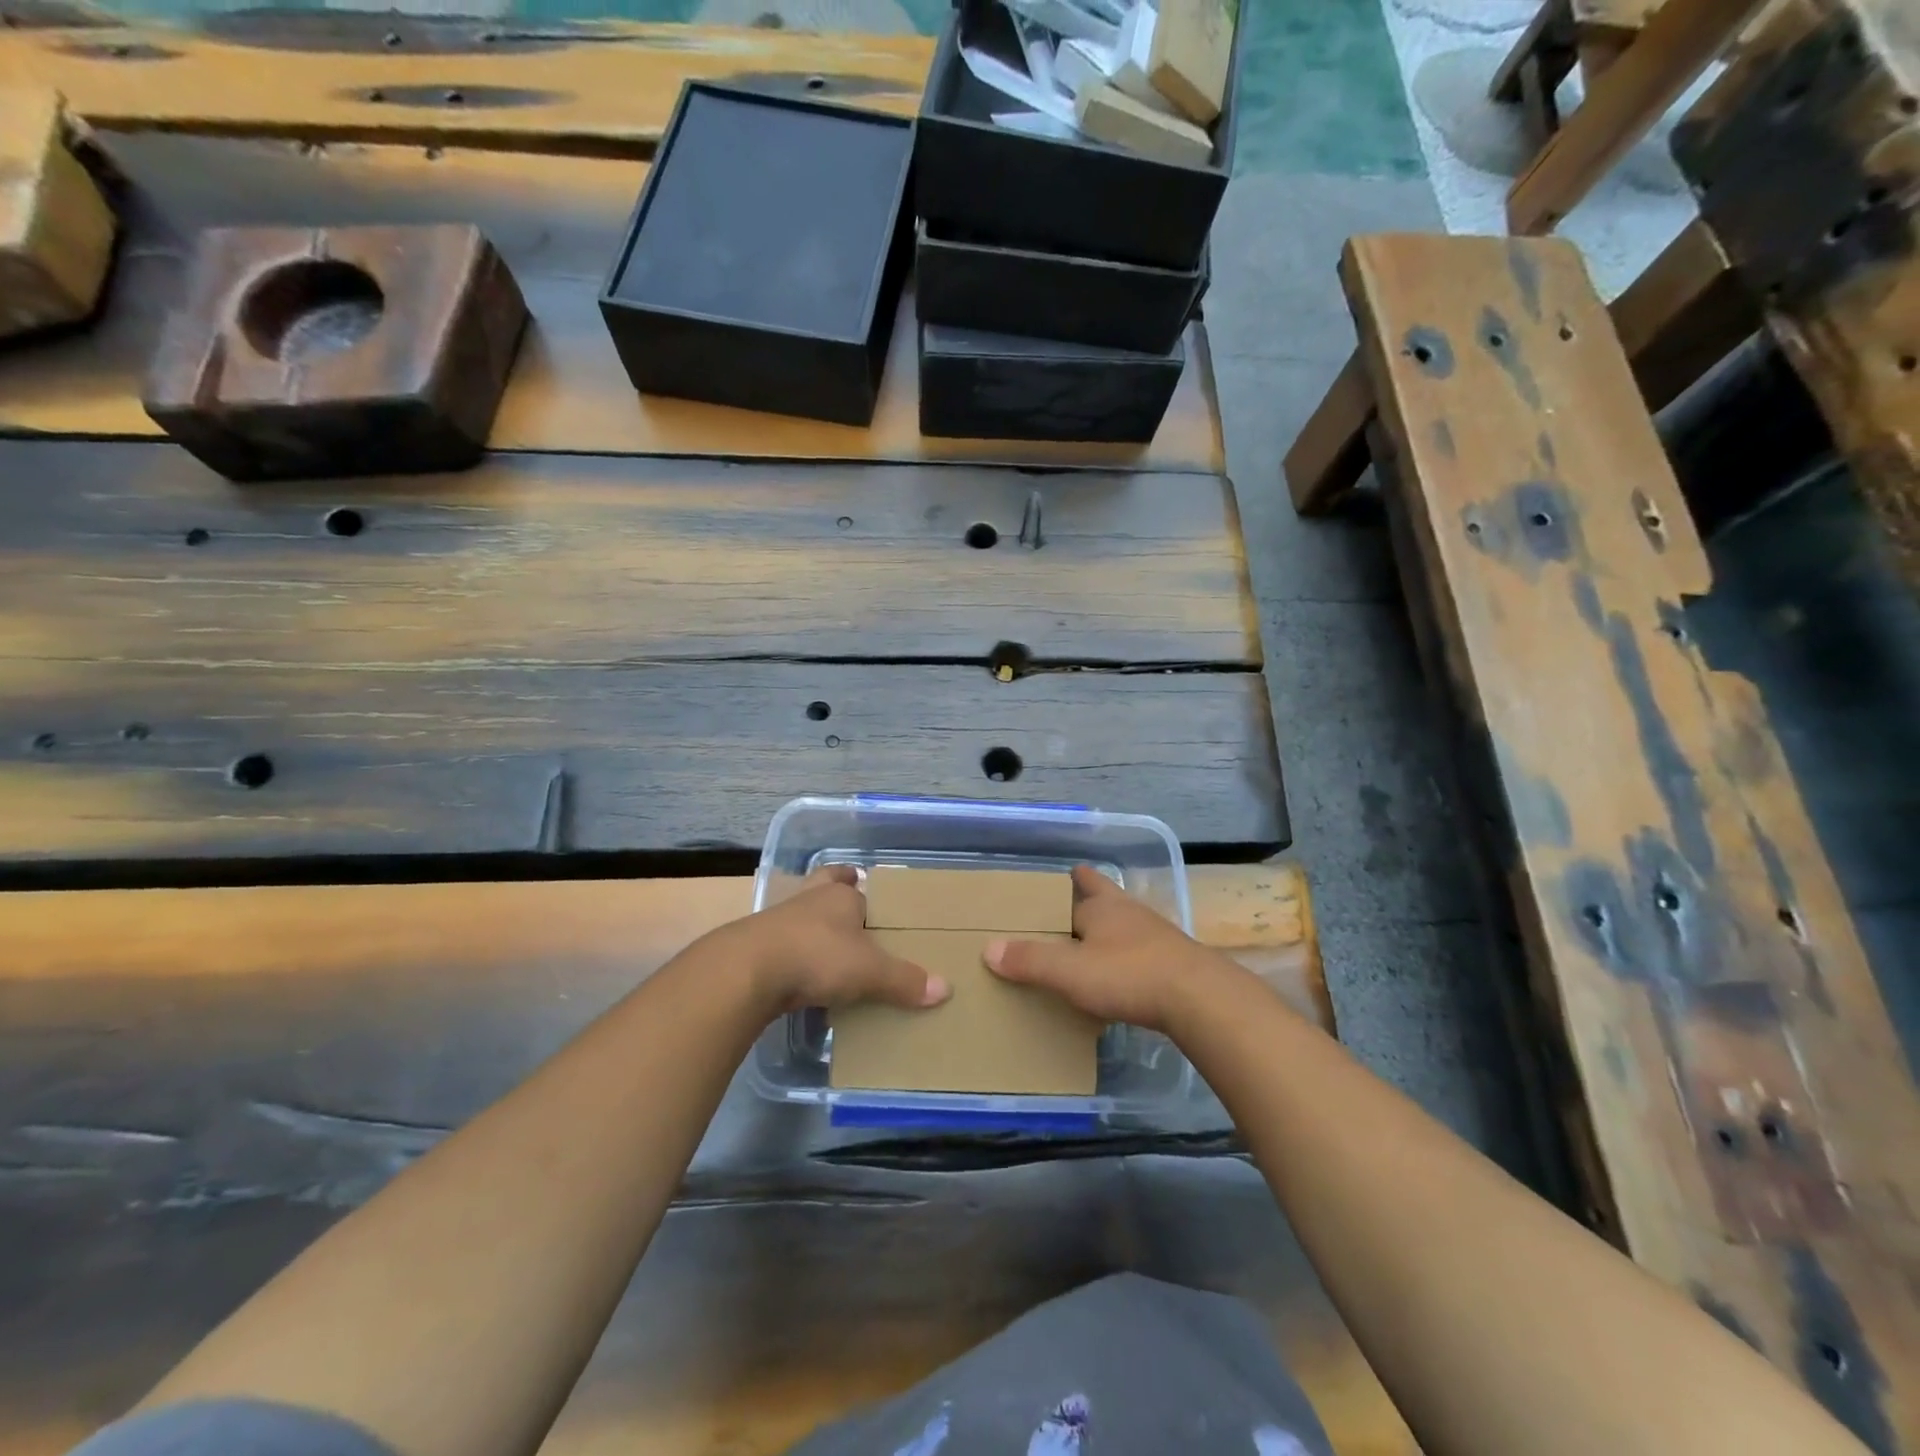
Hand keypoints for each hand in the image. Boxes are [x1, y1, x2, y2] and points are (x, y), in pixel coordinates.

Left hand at [726, 865, 952, 1017]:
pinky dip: (795, 955)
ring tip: (828, 944)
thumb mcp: (870, 971)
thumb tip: (946, 989)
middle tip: (849, 902)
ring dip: (813, 925)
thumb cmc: (817, 956)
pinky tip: (802, 975)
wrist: (747, 972)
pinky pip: (784, 946)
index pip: (858, 887)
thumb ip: (905, 980)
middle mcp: (810, 900)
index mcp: (840, 896)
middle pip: (824, 885)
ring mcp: (779, 922)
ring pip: (801, 914)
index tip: (875, 901)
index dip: (866, 893)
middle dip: (835, 890)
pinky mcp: (757, 947)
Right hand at [984, 865, 1229, 1033]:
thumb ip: (1030, 961)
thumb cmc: (1128, 974)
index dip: (1068, 881)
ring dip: (1107, 934)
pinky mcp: (1174, 963)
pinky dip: (1126, 961)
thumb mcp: (1069, 971)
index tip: (1054, 881)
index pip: (1082, 883)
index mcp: (1103, 906)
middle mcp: (1129, 913)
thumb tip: (989, 949)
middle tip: (1064, 914)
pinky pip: (1141, 955)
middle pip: (1105, 898)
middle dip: (1088, 902)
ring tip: (1086, 950)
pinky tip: (1118, 980)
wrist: (1200, 999)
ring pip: (1124, 927)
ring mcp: (1156, 937)